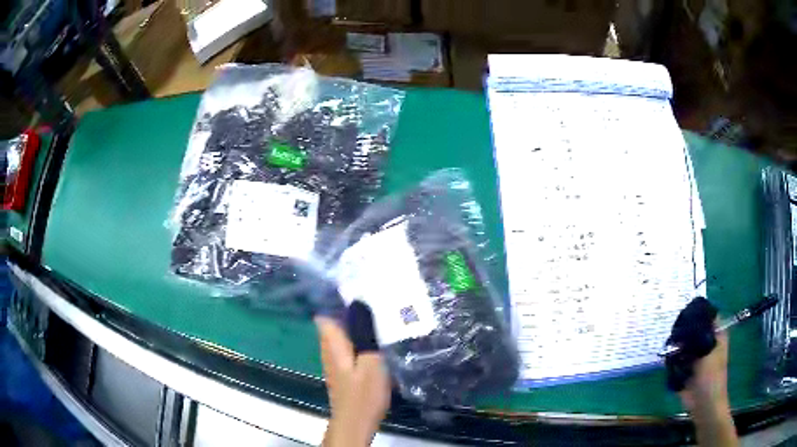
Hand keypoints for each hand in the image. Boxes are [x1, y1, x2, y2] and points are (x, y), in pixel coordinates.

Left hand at [316, 307, 390, 446]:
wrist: (356, 422)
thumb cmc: (364, 394)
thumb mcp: (372, 362)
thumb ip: (366, 335)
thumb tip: (361, 305)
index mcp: (333, 344)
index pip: (325, 315)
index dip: (337, 301)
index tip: (358, 290)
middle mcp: (329, 349)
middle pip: (333, 324)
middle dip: (350, 312)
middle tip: (376, 302)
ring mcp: (334, 361)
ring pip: (341, 336)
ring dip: (356, 327)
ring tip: (379, 317)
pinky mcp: (343, 370)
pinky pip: (348, 347)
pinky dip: (359, 341)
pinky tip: (376, 341)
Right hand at [665, 297, 736, 446]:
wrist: (704, 404)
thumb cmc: (711, 377)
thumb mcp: (707, 352)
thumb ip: (698, 336)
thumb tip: (687, 321)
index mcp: (717, 335)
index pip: (709, 316)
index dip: (699, 312)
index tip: (685, 312)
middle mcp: (708, 343)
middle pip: (695, 330)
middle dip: (685, 331)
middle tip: (674, 329)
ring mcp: (697, 357)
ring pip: (686, 345)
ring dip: (678, 346)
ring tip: (669, 344)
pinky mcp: (688, 370)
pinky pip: (679, 360)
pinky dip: (674, 360)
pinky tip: (668, 358)